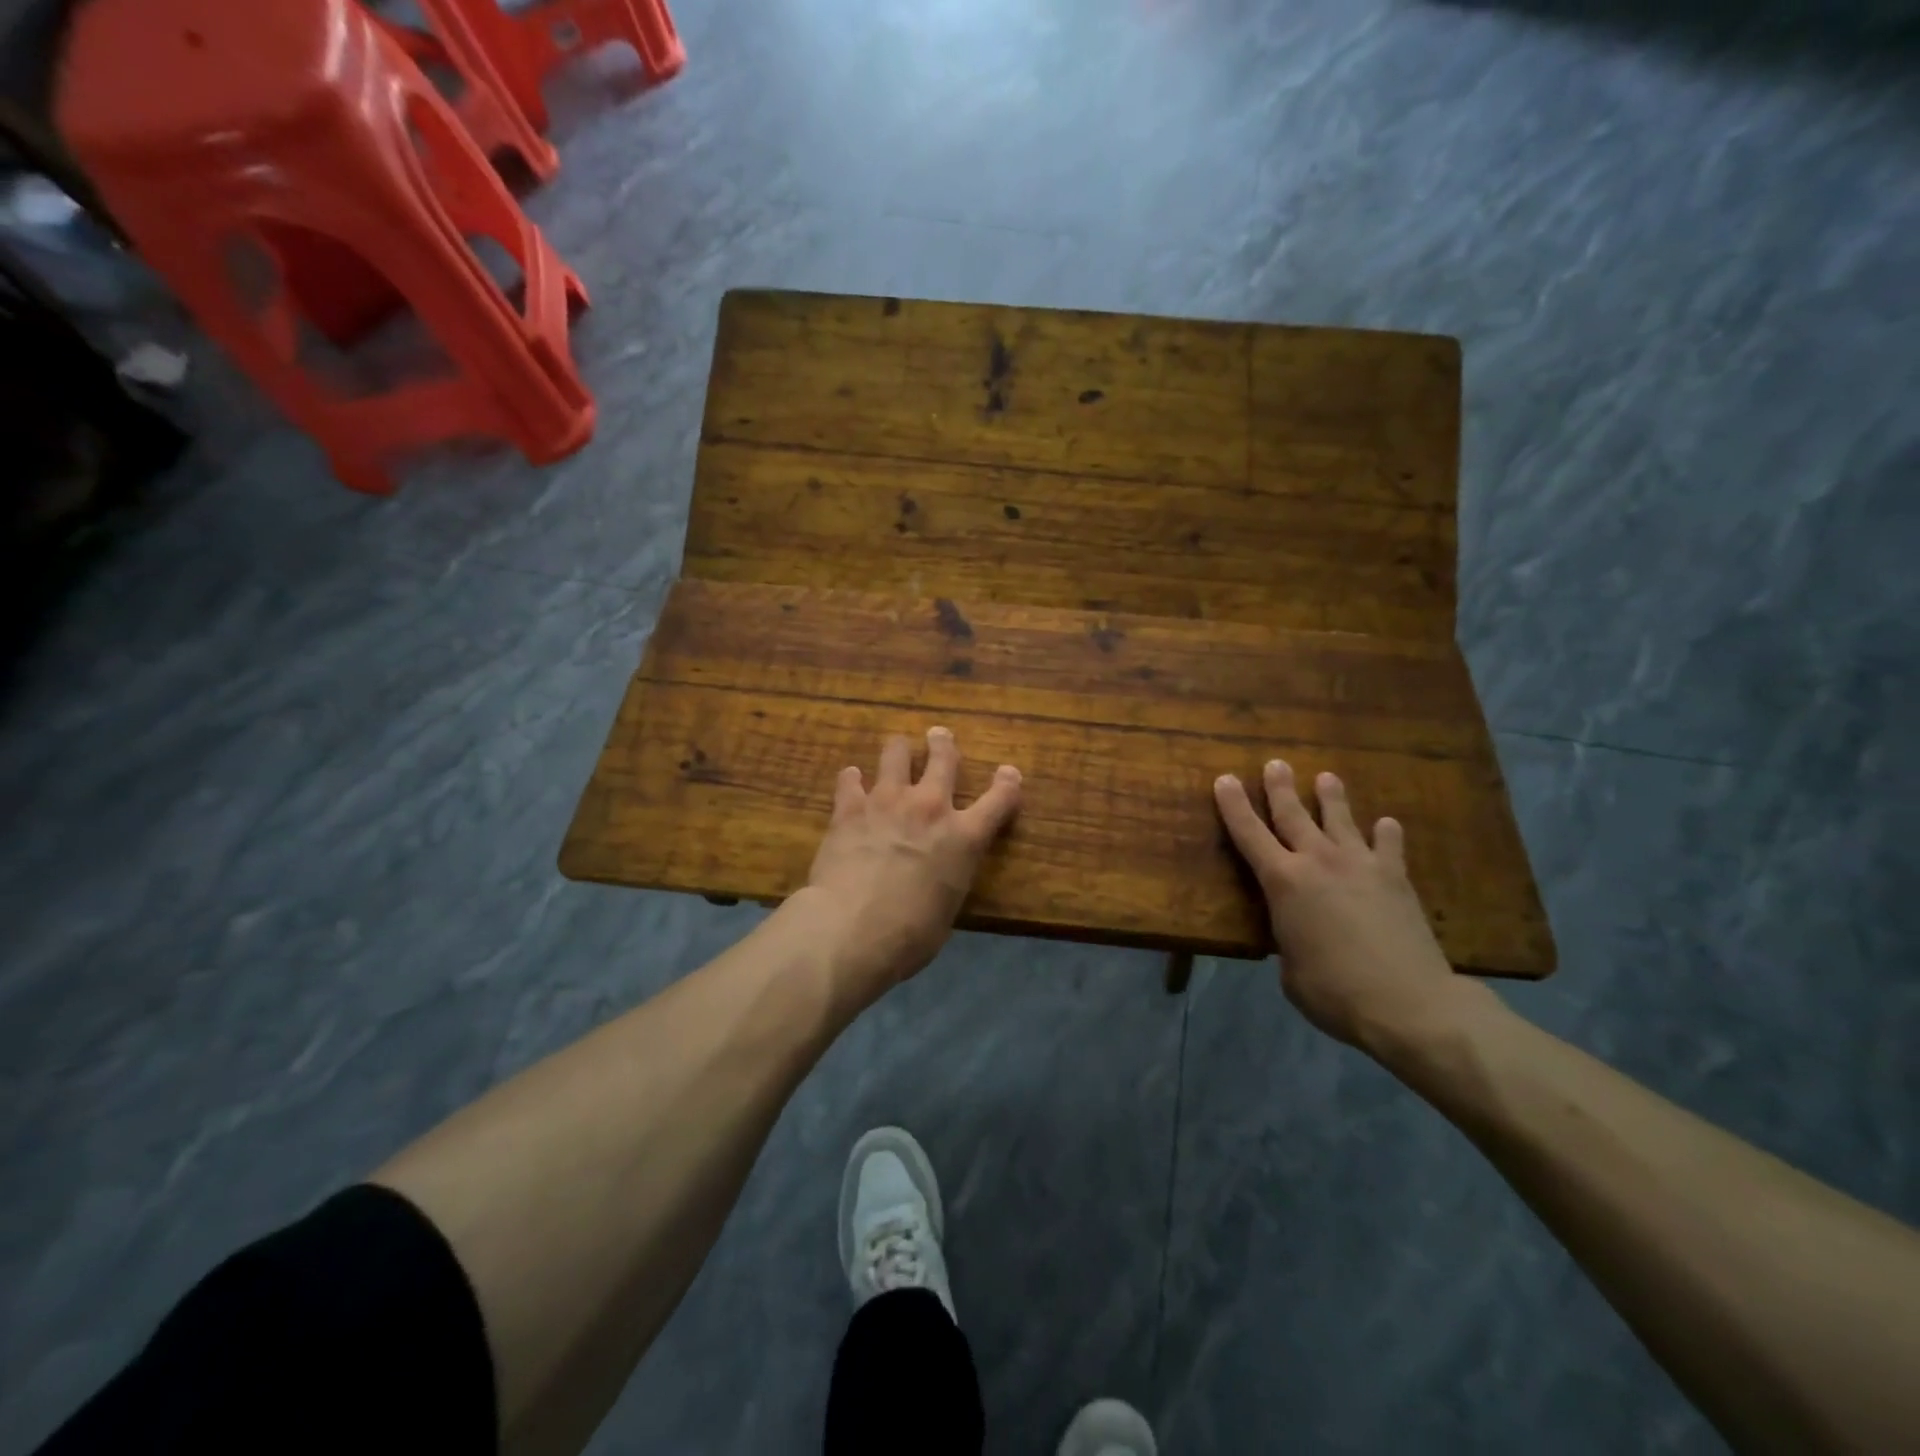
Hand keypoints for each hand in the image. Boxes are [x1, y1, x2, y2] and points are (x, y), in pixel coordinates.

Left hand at [801, 727, 1022, 999]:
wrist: (853, 929)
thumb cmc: (910, 935)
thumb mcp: (948, 908)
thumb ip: (949, 879)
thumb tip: (937, 877)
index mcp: (964, 838)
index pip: (999, 800)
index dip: (1008, 783)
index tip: (1008, 773)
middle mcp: (930, 808)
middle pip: (944, 759)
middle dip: (944, 744)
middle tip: (939, 736)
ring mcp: (888, 801)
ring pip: (896, 755)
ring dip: (899, 749)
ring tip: (897, 747)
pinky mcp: (849, 808)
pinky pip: (850, 780)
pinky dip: (852, 779)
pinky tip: (851, 778)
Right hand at [1214, 759, 1490, 1054]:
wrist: (1408, 1003)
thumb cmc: (1333, 991)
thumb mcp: (1290, 967)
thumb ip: (1289, 938)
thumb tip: (1299, 933)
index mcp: (1282, 882)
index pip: (1248, 834)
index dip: (1233, 805)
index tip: (1225, 779)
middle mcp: (1318, 861)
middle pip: (1293, 814)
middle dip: (1280, 788)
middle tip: (1275, 763)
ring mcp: (1361, 865)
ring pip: (1341, 819)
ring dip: (1330, 797)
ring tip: (1326, 777)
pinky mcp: (1396, 879)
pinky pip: (1389, 846)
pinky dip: (1385, 833)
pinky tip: (1386, 824)